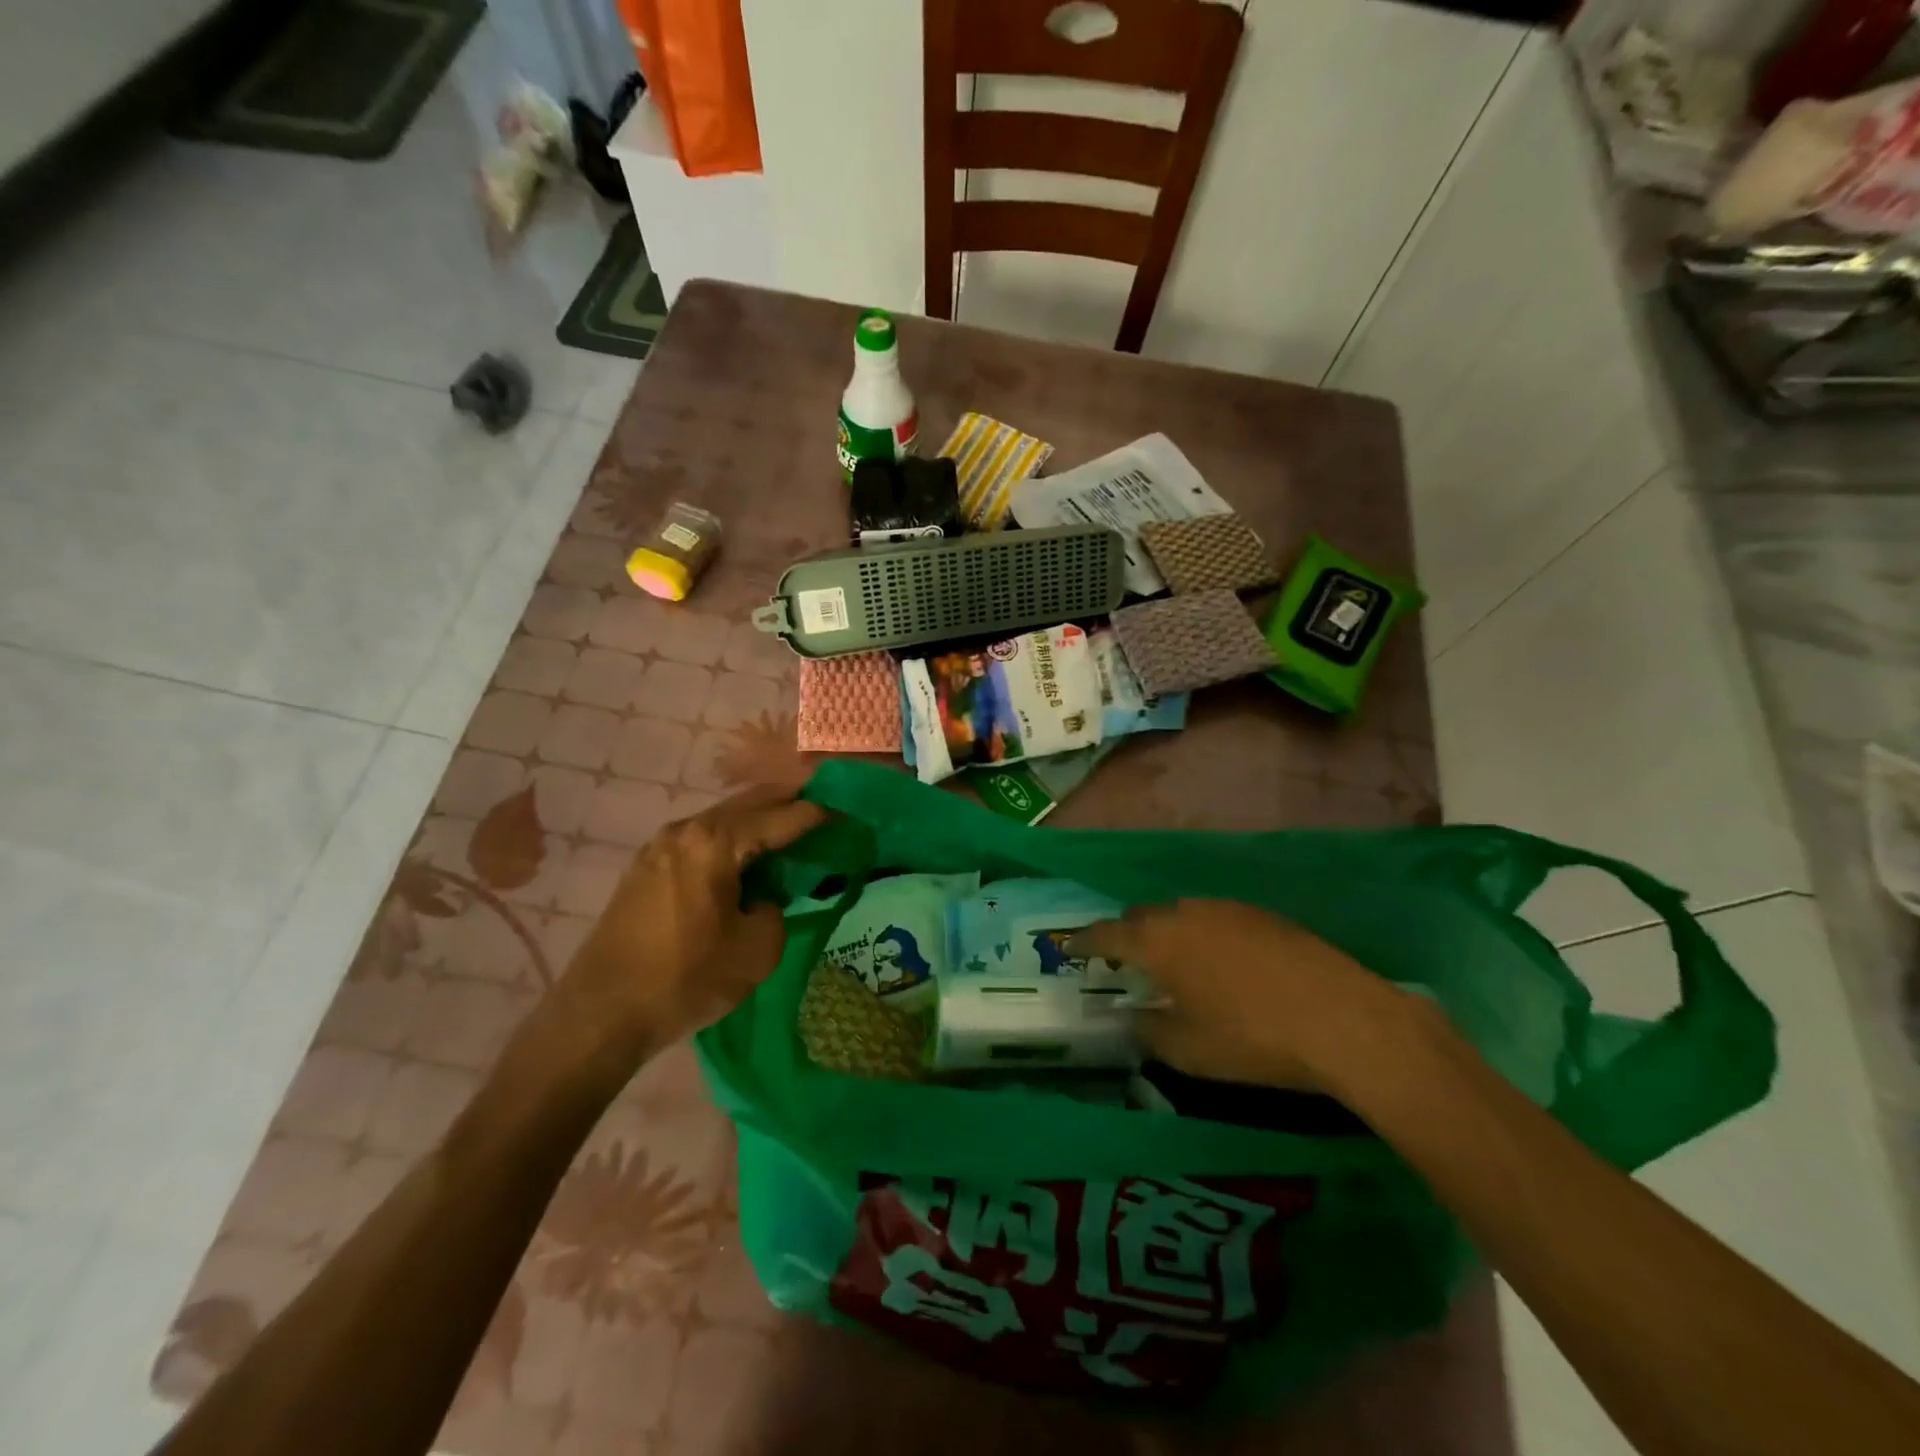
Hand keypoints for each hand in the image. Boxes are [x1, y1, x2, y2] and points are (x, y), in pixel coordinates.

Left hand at [557, 784, 825, 1057]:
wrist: (600, 1014)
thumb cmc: (685, 979)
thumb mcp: (756, 951)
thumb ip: (775, 910)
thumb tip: (761, 899)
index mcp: (716, 842)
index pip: (782, 817)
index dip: (819, 815)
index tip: (847, 815)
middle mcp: (686, 830)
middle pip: (750, 802)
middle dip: (788, 802)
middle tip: (823, 811)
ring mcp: (660, 846)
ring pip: (722, 819)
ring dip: (758, 821)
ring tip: (788, 834)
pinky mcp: (645, 868)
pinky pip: (701, 839)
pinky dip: (731, 839)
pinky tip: (744, 859)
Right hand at [1072, 899, 1422, 1093]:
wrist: (1343, 1020)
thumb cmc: (1251, 1039)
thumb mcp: (1187, 1050)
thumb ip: (1146, 1030)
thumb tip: (1129, 1017)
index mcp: (1157, 941)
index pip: (1106, 934)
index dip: (1085, 943)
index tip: (1070, 950)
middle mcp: (1185, 913)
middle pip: (1142, 917)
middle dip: (1127, 936)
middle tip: (1126, 963)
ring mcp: (1227, 908)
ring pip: (1180, 914)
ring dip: (1168, 934)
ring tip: (1176, 965)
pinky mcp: (1263, 915)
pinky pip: (1215, 919)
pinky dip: (1203, 936)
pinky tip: (1223, 965)